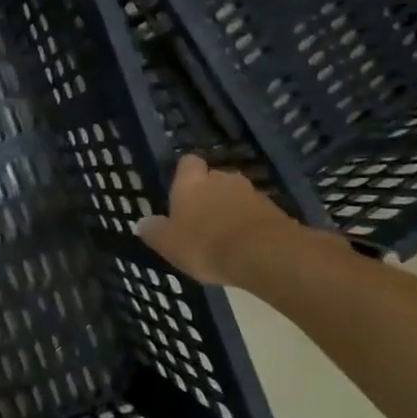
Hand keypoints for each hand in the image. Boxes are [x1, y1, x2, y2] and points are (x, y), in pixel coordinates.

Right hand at [135, 155, 313, 289]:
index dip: (185, 174)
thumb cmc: (205, 244)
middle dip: (208, 194)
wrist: (263, 254)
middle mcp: (221, 179)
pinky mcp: (274, 210)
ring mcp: (251, 193)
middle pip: (213, 178)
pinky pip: (254, 213)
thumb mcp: (168, 244)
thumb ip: (154, 231)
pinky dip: (248, 224)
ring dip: (229, 209)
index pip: (187, 163)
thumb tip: (142, 222)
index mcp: (191, 183)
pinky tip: (243, 245)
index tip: (181, 190)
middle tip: (200, 219)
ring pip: (235, 196)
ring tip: (223, 236)